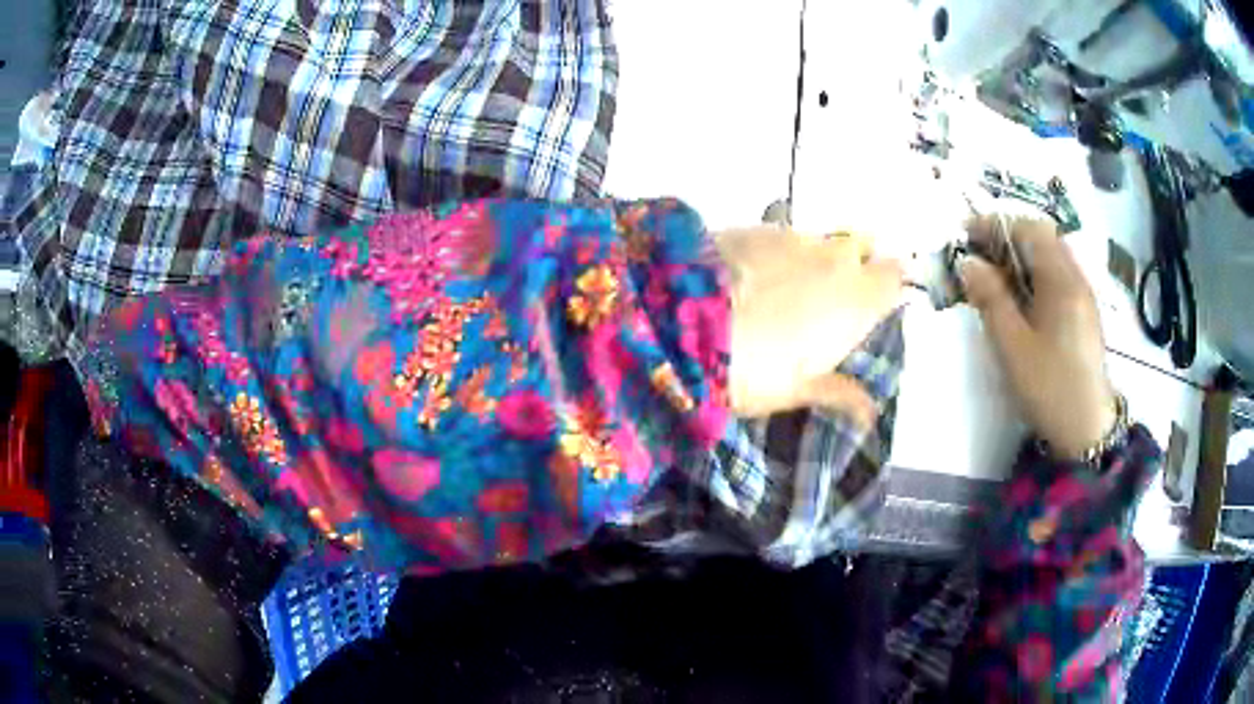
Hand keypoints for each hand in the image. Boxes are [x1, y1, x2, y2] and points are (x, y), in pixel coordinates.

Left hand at [716, 227, 902, 419]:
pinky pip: (780, 235)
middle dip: (851, 268)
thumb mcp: (795, 390)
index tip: (869, 307)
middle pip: (859, 250)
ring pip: (818, 242)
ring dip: (811, 260)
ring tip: (780, 291)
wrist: (675, 319)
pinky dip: (776, 252)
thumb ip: (839, 393)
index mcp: (855, 298)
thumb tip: (871, 413)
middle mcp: (833, 257)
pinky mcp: (753, 225)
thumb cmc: (749, 368)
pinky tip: (748, 275)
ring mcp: (792, 236)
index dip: (884, 288)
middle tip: (825, 300)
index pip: (893, 277)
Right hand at [960, 216, 1115, 459]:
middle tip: (978, 255)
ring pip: (1050, 257)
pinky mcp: (1084, 313)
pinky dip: (1034, 274)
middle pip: (1042, 238)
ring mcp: (1083, 295)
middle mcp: (1076, 277)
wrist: (1086, 430)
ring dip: (1020, 256)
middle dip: (1007, 238)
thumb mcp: (1012, 345)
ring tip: (994, 276)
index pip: (1029, 229)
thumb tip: (968, 262)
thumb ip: (990, 298)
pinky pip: (1057, 276)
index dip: (995, 224)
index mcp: (1062, 280)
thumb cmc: (1049, 387)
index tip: (965, 236)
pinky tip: (1020, 299)